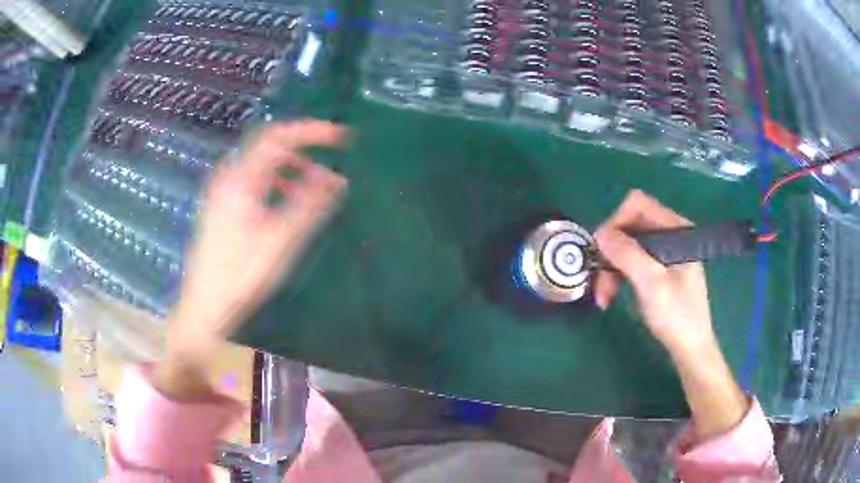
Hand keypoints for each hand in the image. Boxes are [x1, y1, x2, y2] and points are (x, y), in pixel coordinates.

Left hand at [167, 120, 347, 365]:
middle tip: (329, 162)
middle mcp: (229, 178)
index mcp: (241, 179)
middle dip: (303, 149)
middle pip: (269, 146)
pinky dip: (275, 183)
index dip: (312, 131)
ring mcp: (222, 192)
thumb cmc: (242, 274)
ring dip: (290, 168)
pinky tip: (285, 204)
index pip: (279, 137)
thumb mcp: (281, 239)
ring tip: (313, 187)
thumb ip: (309, 205)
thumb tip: (336, 179)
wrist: (206, 306)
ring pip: (261, 165)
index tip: (341, 137)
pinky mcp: (221, 207)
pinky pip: (253, 181)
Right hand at [593, 189, 713, 357]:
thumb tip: (599, 233)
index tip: (601, 251)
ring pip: (627, 246)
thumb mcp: (651, 283)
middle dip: (610, 253)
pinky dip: (618, 276)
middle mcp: (670, 234)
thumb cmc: (676, 316)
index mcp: (676, 229)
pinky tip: (611, 296)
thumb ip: (627, 254)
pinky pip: (632, 261)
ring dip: (610, 269)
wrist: (690, 349)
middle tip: (598, 283)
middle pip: (629, 227)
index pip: (637, 205)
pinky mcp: (659, 268)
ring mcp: (665, 252)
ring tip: (603, 298)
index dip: (615, 223)